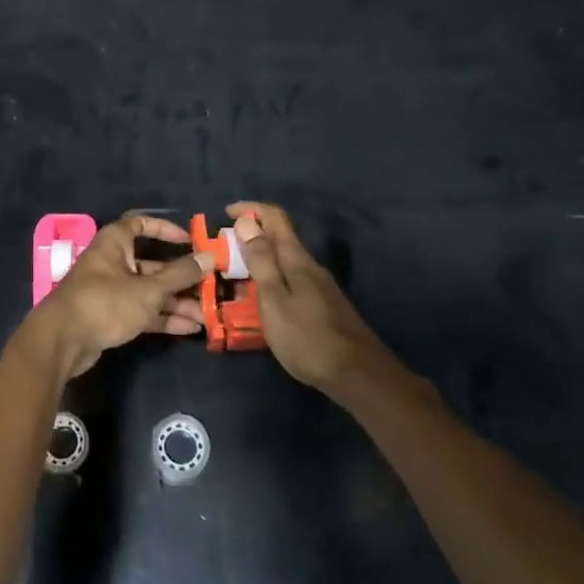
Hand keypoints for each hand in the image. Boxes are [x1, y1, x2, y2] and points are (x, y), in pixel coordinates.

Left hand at [17, 214, 211, 379]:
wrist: (62, 341)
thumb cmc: (105, 302)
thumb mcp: (148, 289)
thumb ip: (180, 275)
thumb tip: (209, 256)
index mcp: (114, 244)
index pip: (140, 224)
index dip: (164, 229)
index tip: (189, 240)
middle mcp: (112, 263)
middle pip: (151, 264)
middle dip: (180, 277)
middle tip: (208, 287)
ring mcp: (110, 291)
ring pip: (149, 291)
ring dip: (176, 302)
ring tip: (205, 315)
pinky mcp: (110, 316)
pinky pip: (142, 311)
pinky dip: (163, 317)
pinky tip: (189, 328)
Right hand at [229, 202, 386, 394]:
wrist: (357, 374)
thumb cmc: (307, 337)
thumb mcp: (274, 299)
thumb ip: (261, 260)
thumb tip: (246, 222)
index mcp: (297, 260)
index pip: (275, 218)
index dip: (250, 209)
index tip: (226, 212)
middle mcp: (311, 266)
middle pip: (281, 238)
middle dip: (252, 236)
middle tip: (226, 250)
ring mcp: (321, 287)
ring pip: (286, 261)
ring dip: (262, 259)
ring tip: (239, 276)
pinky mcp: (325, 306)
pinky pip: (293, 280)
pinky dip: (274, 279)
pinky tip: (265, 301)